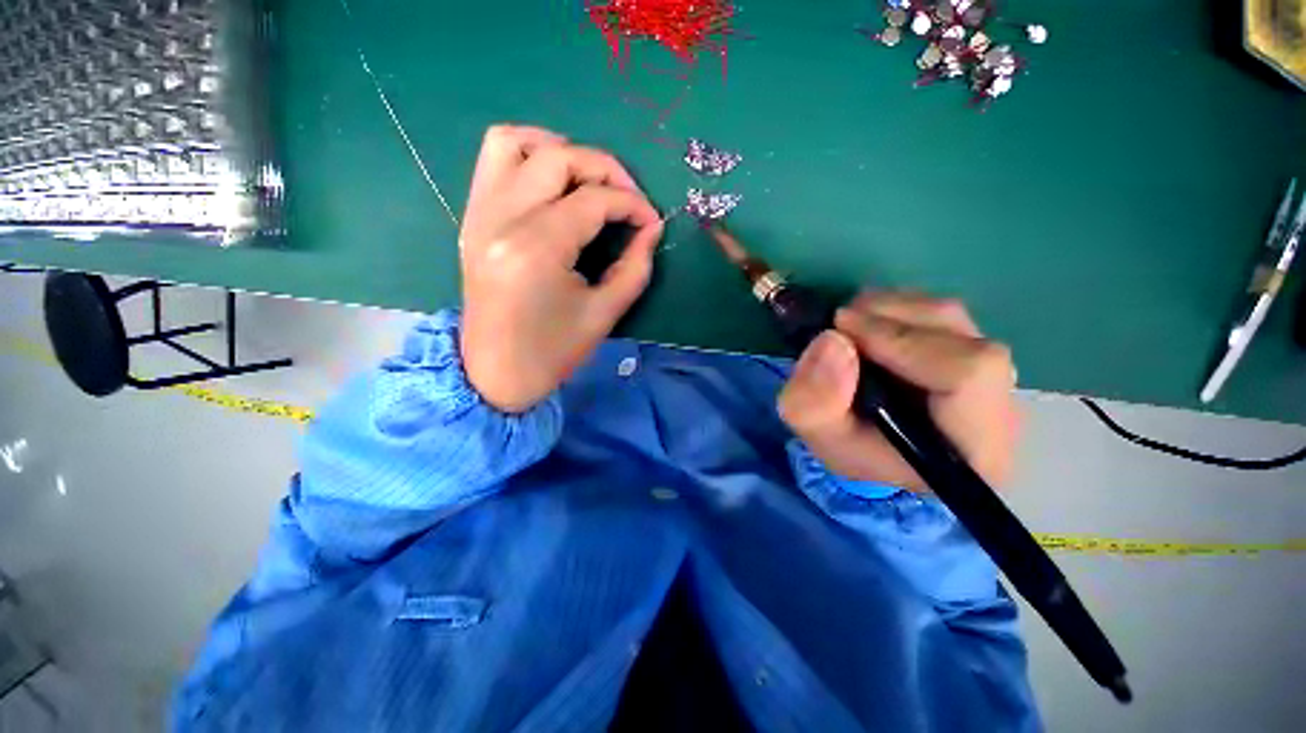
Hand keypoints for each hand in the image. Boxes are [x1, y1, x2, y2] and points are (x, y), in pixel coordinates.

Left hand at [458, 125, 663, 412]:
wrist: (495, 372)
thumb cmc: (553, 352)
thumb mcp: (604, 314)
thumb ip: (635, 266)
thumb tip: (652, 228)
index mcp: (537, 249)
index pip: (593, 200)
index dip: (632, 205)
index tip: (652, 222)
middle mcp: (502, 218)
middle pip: (559, 157)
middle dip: (606, 169)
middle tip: (628, 199)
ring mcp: (480, 213)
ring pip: (516, 141)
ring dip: (561, 150)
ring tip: (588, 181)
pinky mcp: (473, 217)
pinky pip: (494, 159)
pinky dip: (528, 154)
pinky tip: (553, 183)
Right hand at [778, 291, 1020, 490]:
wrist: (873, 451)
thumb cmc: (853, 452)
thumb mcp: (820, 437)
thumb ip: (815, 402)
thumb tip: (832, 340)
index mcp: (976, 445)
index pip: (968, 372)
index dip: (901, 341)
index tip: (841, 330)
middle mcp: (1000, 405)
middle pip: (958, 334)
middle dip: (888, 318)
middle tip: (838, 324)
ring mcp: (992, 373)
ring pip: (949, 317)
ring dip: (888, 310)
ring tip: (849, 326)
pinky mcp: (972, 352)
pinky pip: (940, 315)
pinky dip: (896, 310)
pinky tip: (868, 328)